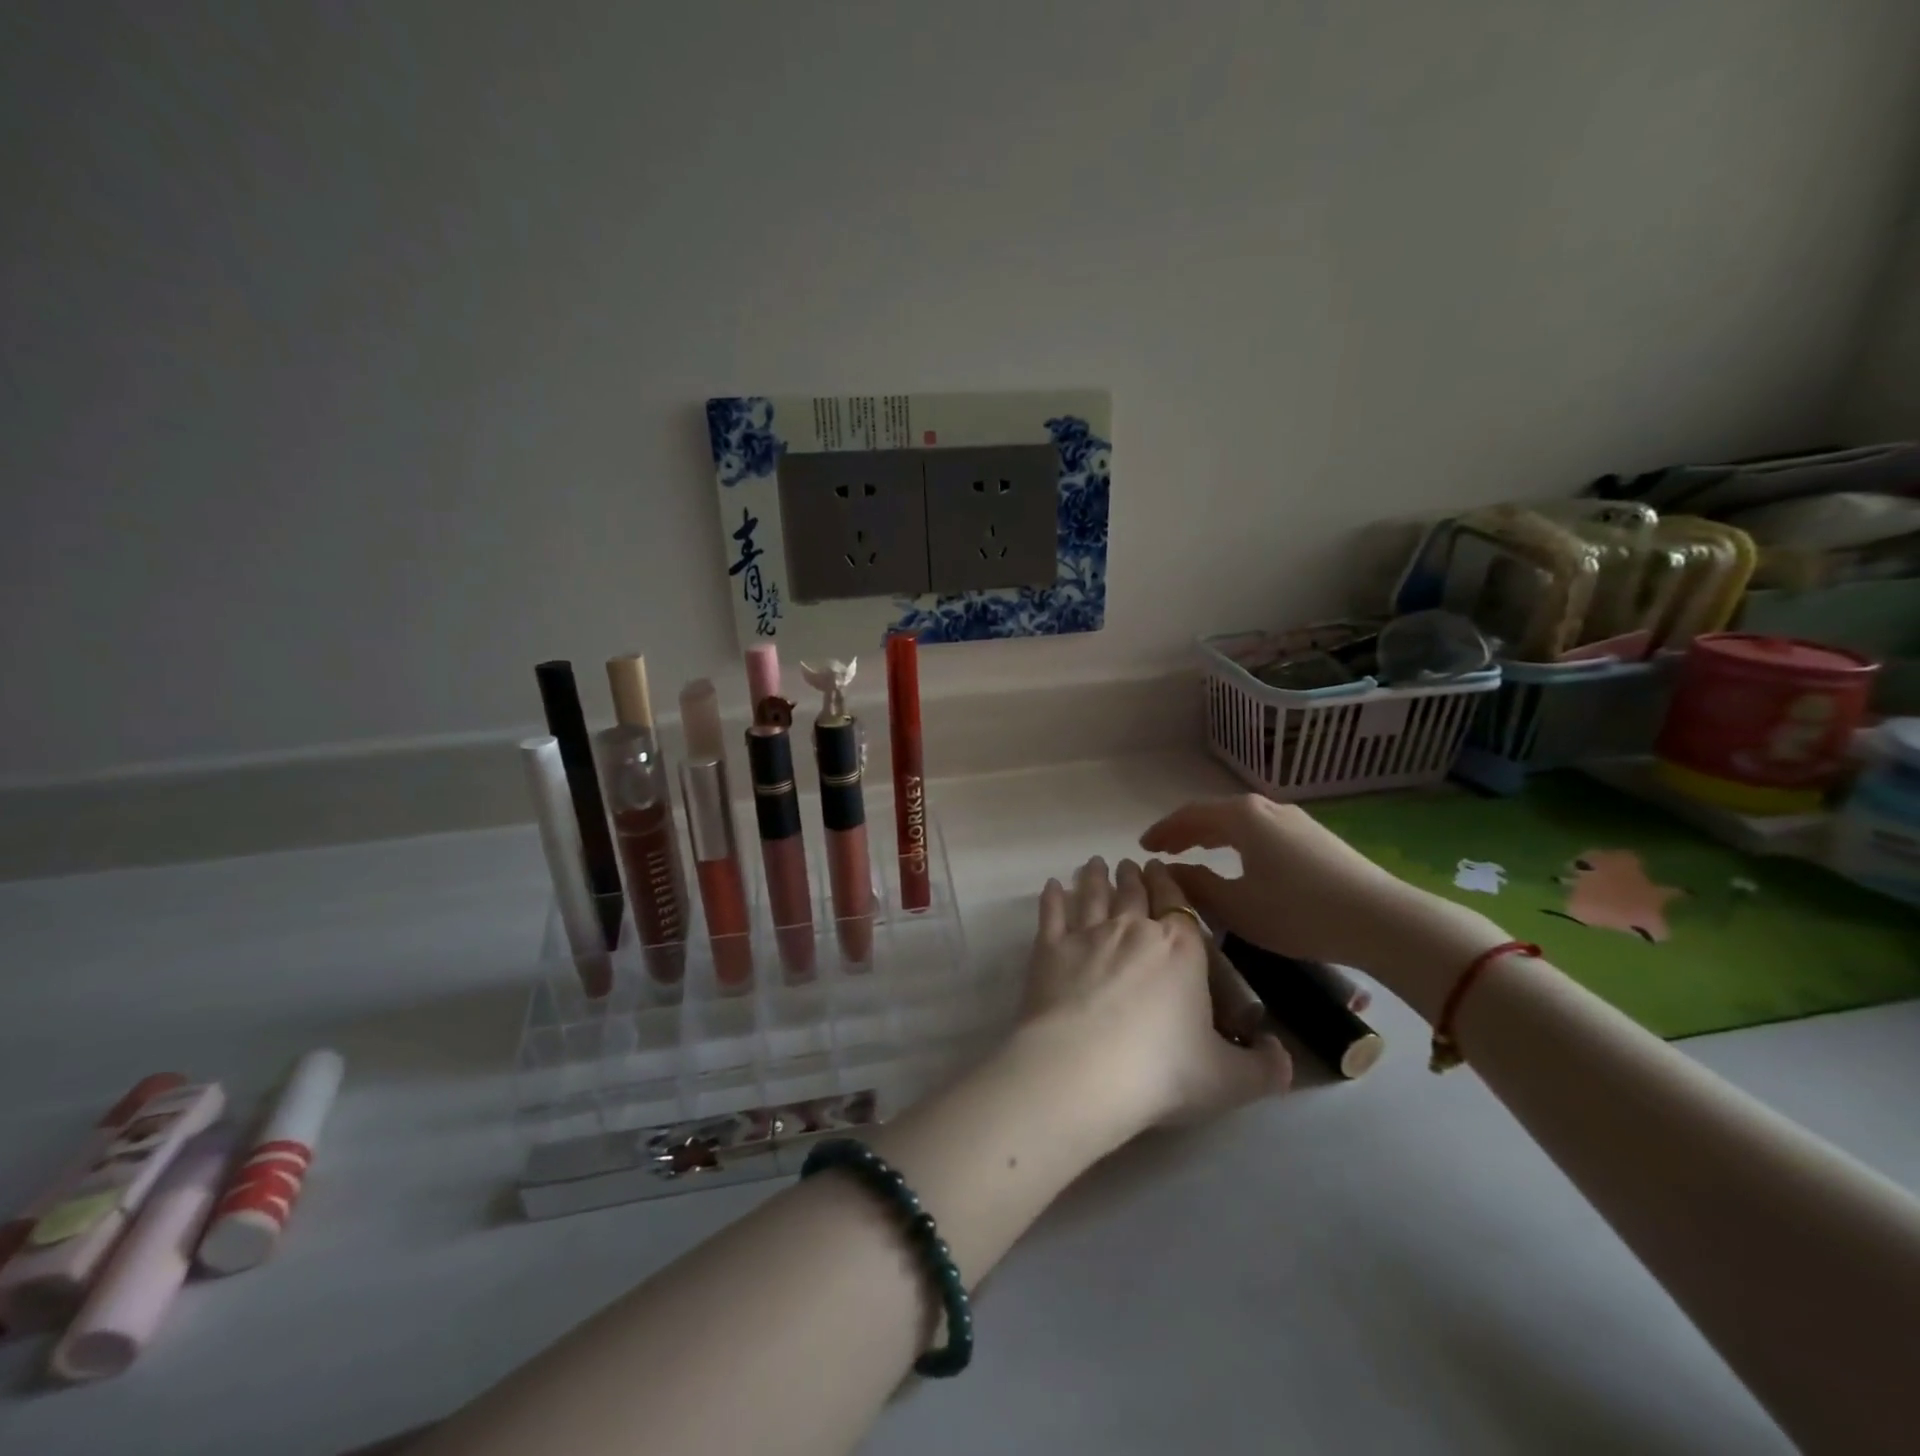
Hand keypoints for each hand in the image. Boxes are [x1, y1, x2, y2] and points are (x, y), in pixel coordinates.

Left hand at [1015, 856, 1292, 1138]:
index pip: (1178, 904)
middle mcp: (1133, 929)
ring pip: (1092, 894)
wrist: (1084, 1070)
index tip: (1159, 870)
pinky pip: (1051, 914)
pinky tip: (1051, 886)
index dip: (1169, 884)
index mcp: (1180, 949)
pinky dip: (1052, 897)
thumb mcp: (1229, 1080)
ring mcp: (1088, 935)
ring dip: (1093, 877)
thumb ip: (1263, 1068)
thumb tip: (1285, 1057)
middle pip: (1132, 893)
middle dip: (1131, 876)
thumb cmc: (1162, 1071)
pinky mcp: (1050, 949)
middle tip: (1126, 864)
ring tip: (1093, 864)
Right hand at [1139, 796, 1508, 1019]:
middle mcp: (1266, 808)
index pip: (1189, 816)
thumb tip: (1169, 870)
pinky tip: (1241, 860)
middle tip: (1163, 850)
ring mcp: (1295, 820)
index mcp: (1242, 817)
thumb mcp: (1237, 906)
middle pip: (1214, 813)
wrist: (1381, 921)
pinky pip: (1261, 831)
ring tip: (1196, 852)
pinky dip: (1237, 841)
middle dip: (1185, 831)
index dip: (1163, 831)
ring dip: (1212, 835)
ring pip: (1240, 822)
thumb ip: (1197, 885)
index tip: (1142, 847)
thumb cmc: (1299, 913)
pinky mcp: (1315, 837)